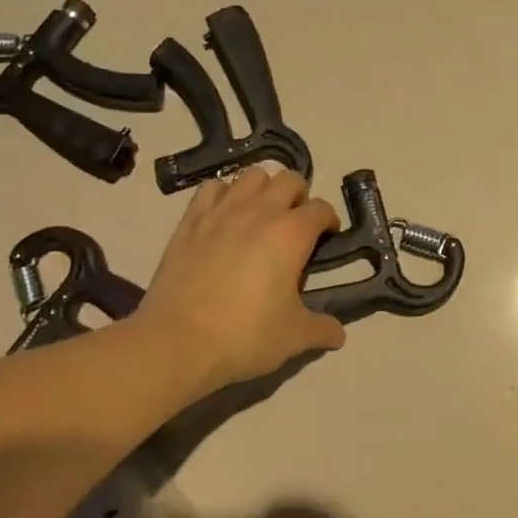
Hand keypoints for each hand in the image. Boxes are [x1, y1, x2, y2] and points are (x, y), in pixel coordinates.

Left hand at [134, 168, 345, 395]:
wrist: (178, 341)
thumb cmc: (245, 335)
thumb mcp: (293, 337)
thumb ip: (321, 329)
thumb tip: (339, 334)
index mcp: (292, 233)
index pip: (321, 209)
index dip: (329, 220)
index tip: (327, 236)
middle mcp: (260, 211)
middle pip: (289, 180)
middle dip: (299, 196)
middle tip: (295, 223)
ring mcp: (222, 211)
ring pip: (251, 176)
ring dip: (263, 189)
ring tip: (262, 213)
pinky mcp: (191, 220)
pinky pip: (211, 188)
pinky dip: (224, 194)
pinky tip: (224, 215)